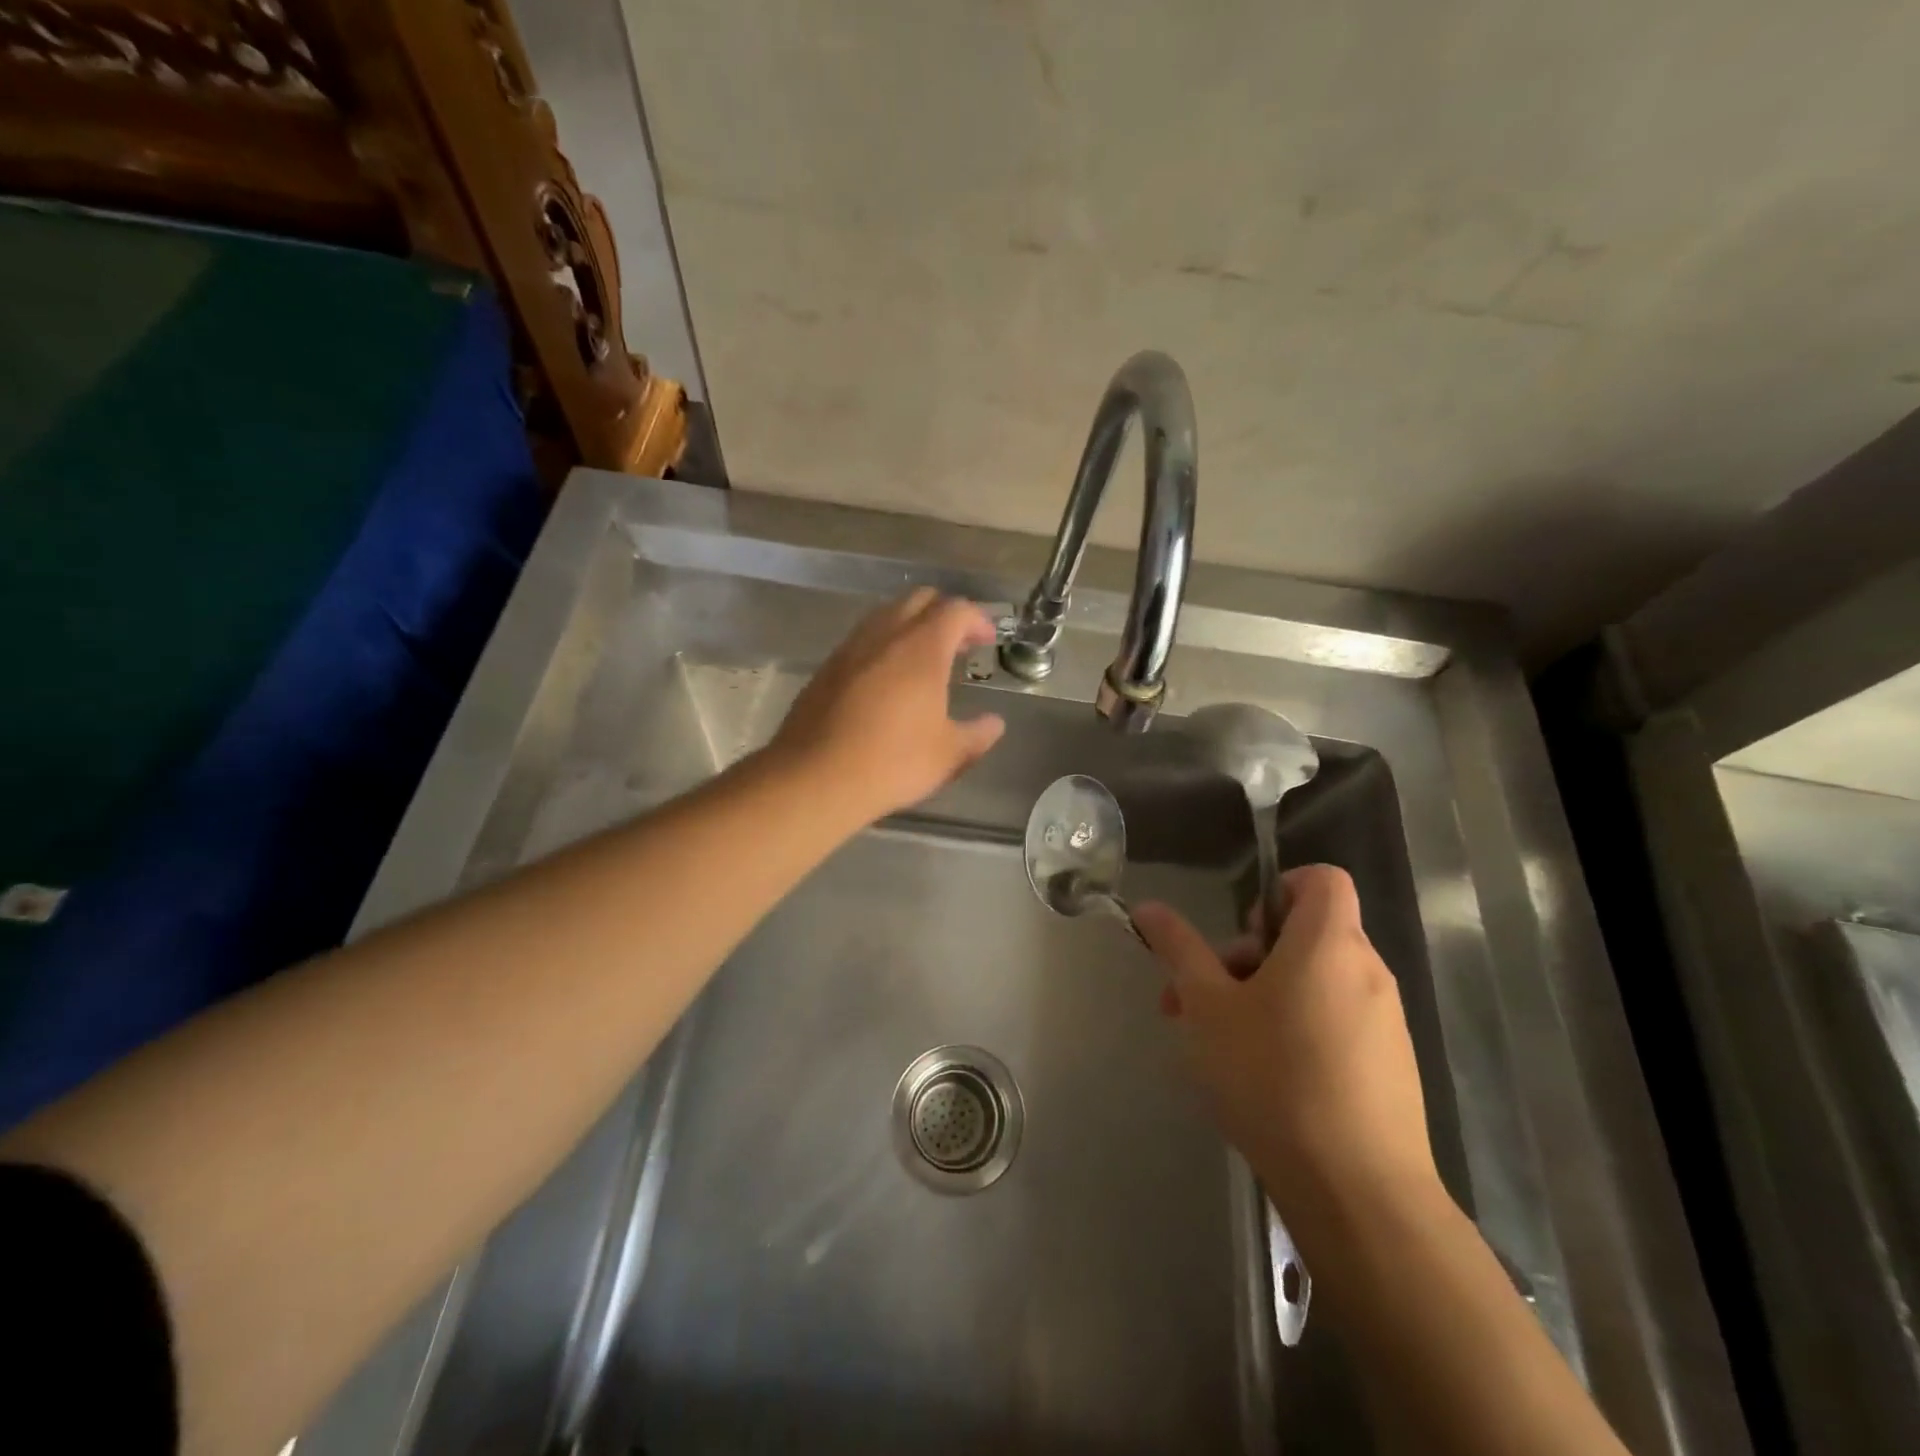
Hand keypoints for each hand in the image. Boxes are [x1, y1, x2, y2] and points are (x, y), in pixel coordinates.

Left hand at [768, 588, 1005, 822]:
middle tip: (959, 646)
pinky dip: (883, 645)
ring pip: (886, 615)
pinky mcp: (826, 668)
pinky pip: (862, 639)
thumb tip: (994, 724)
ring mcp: (850, 648)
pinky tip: (886, 681)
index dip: (977, 619)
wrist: (814, 778)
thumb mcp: (948, 755)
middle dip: (945, 614)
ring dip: (911, 627)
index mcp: (921, 648)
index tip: (987, 641)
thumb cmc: (891, 762)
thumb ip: (977, 735)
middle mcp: (884, 635)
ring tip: (923, 662)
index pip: (955, 610)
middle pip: (919, 600)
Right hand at [1132, 865, 1439, 1237]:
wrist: (1358, 1192)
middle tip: (1203, 997)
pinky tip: (1263, 1079)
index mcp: (1328, 944)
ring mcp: (1385, 1022)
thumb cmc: (1273, 1077)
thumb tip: (1148, 907)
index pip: (1321, 879)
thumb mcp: (1207, 1006)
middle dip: (1247, 955)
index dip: (1279, 889)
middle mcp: (1367, 972)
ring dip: (1264, 995)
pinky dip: (1298, 1029)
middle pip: (1307, 934)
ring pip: (1316, 983)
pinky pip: (1337, 1023)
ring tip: (1218, 1043)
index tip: (1241, 933)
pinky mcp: (1390, 1067)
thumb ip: (1179, 949)